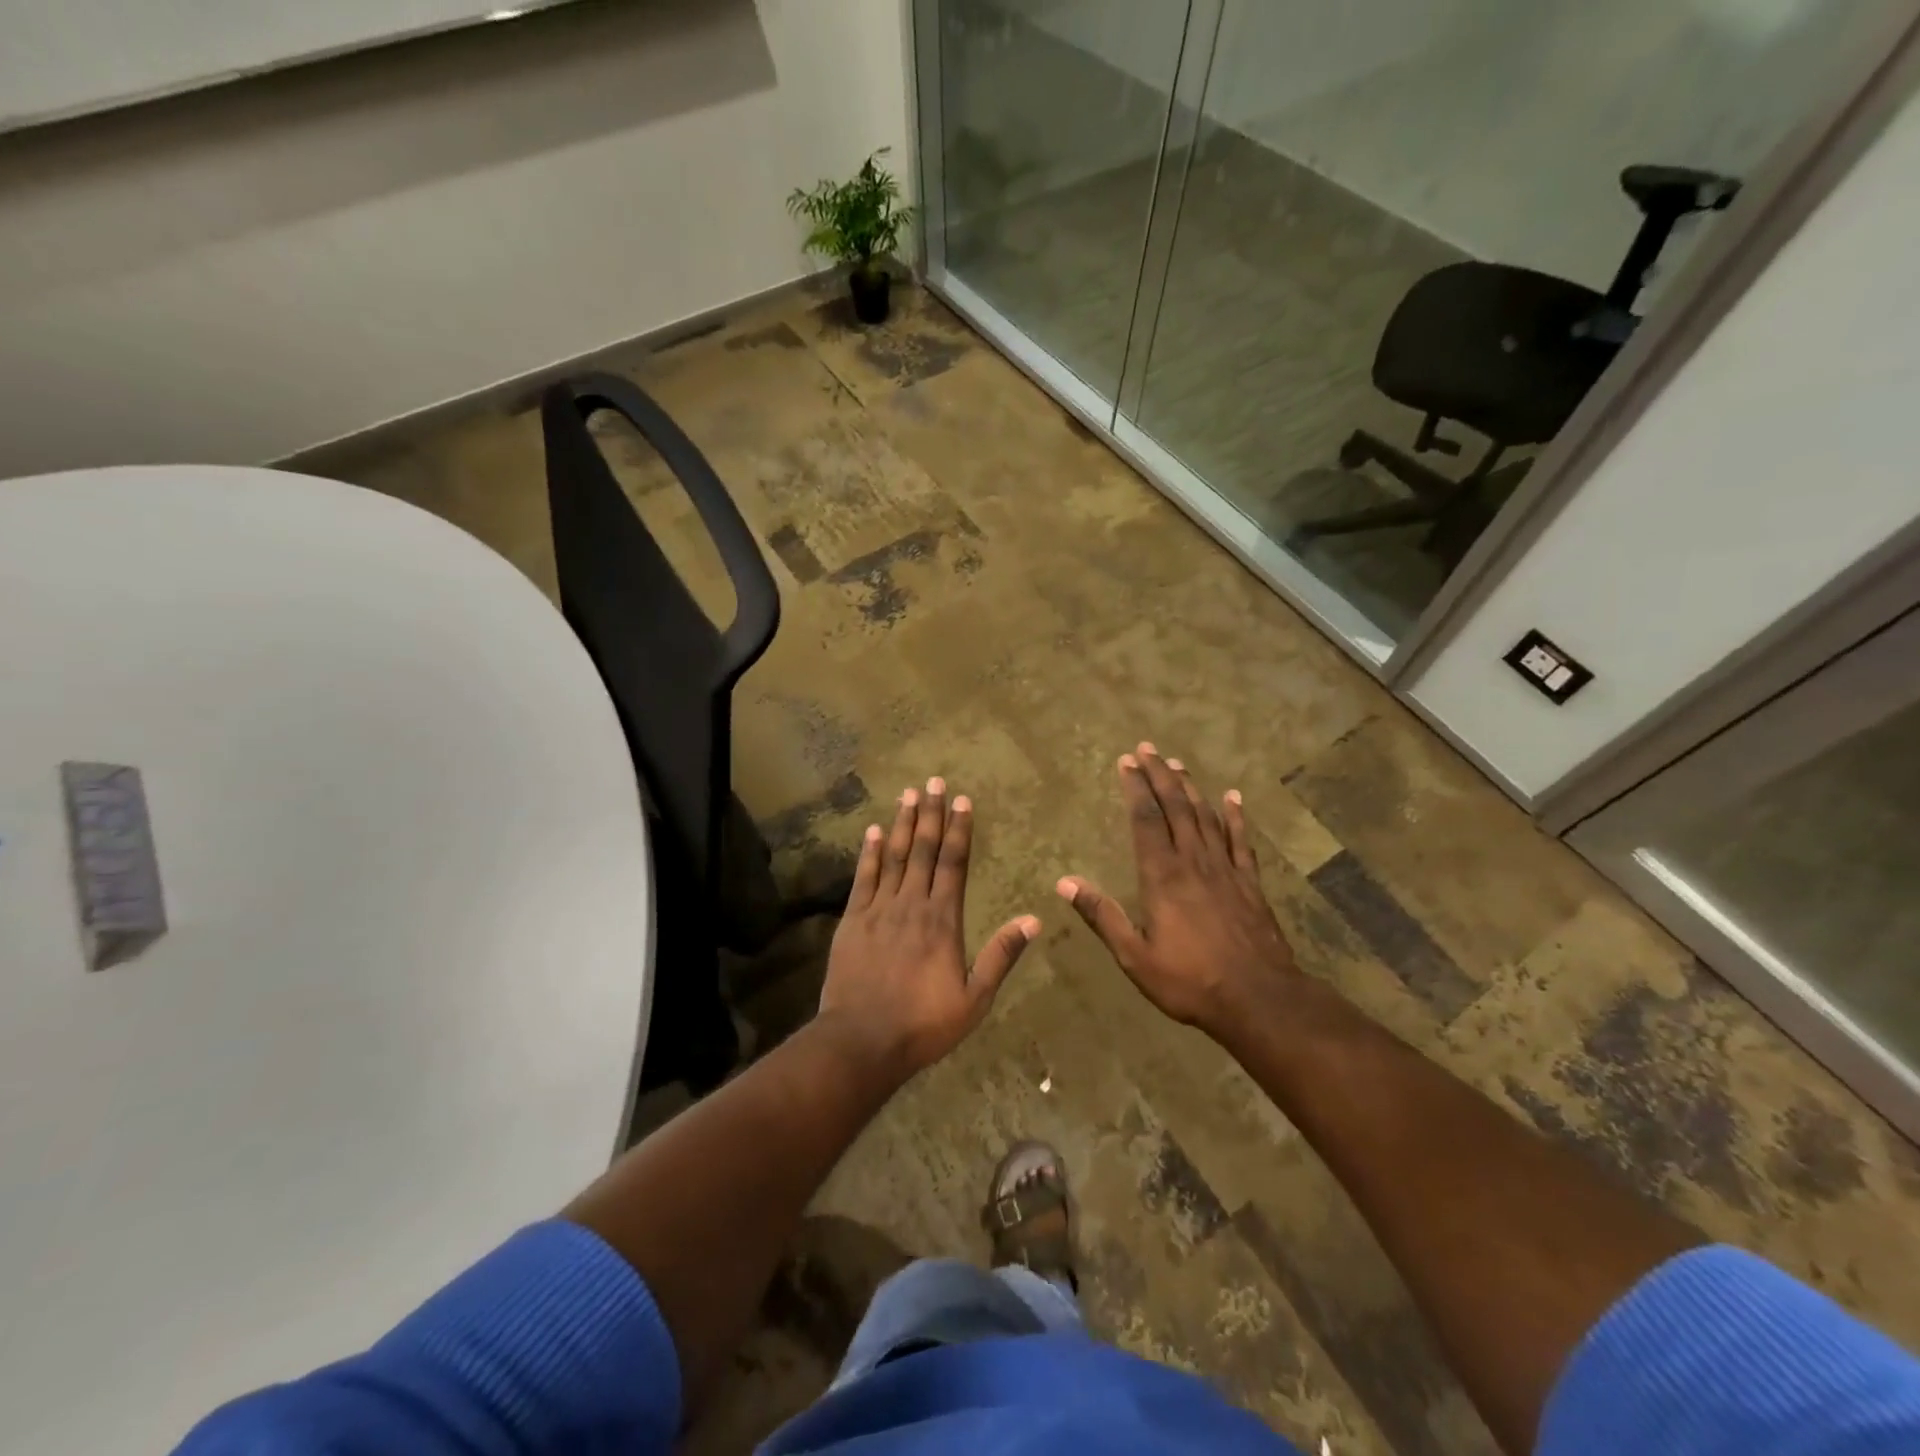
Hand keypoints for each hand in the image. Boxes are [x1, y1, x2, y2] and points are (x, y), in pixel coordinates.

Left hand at [818, 777, 1037, 1078]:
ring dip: (903, 824)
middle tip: (934, 781)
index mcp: (943, 920)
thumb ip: (1001, 955)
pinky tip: (874, 830)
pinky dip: (870, 852)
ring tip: (908, 794)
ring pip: (894, 857)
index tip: (962, 800)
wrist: (861, 1041)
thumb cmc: (923, 1023)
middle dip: (931, 814)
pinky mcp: (852, 920)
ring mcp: (878, 909)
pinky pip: (863, 878)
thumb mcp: (974, 998)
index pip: (954, 863)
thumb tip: (1033, 919)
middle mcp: (911, 904)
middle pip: (924, 850)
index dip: (959, 830)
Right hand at [1058, 743, 1296, 1034]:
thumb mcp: (1135, 956)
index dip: (1135, 788)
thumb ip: (1102, 915)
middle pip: (1176, 807)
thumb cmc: (1190, 981)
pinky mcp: (1249, 882)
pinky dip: (1236, 816)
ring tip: (1177, 764)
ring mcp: (1225, 869)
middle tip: (1148, 749)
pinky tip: (1232, 797)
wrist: (1259, 999)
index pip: (1146, 819)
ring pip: (1205, 816)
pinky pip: (1241, 840)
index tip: (1126, 762)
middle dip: (1160, 775)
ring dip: (1190, 788)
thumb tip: (1064, 882)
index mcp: (1162, 876)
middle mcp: (1193, 862)